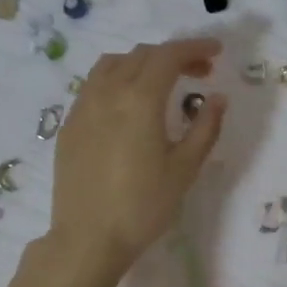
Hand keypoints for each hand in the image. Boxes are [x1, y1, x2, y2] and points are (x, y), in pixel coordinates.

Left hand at [46, 37, 225, 283]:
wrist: (88, 238)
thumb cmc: (143, 206)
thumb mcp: (185, 168)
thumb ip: (205, 127)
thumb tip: (217, 98)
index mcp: (139, 99)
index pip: (168, 56)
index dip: (194, 48)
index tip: (216, 52)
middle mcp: (107, 92)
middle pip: (142, 55)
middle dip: (173, 56)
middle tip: (199, 72)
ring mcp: (83, 107)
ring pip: (113, 64)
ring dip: (142, 63)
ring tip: (162, 83)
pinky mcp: (69, 125)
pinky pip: (94, 85)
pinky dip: (118, 80)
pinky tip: (129, 105)